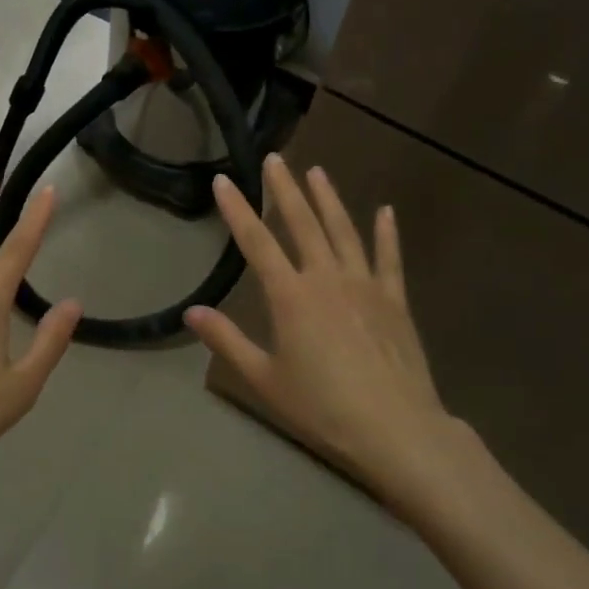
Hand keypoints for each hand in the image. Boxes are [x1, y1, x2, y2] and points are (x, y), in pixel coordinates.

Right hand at [186, 154, 450, 509]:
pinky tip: (385, 210)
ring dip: (328, 199)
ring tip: (317, 171)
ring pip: (343, 230)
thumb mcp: (265, 379)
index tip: (223, 180)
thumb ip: (228, 341)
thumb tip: (191, 312)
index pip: (256, 242)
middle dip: (285, 189)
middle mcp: (326, 278)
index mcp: (291, 296)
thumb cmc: (323, 408)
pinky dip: (387, 232)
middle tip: (275, 158)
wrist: (397, 430)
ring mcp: (365, 285)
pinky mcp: (395, 300)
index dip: (238, 209)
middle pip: (302, 223)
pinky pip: (389, 257)